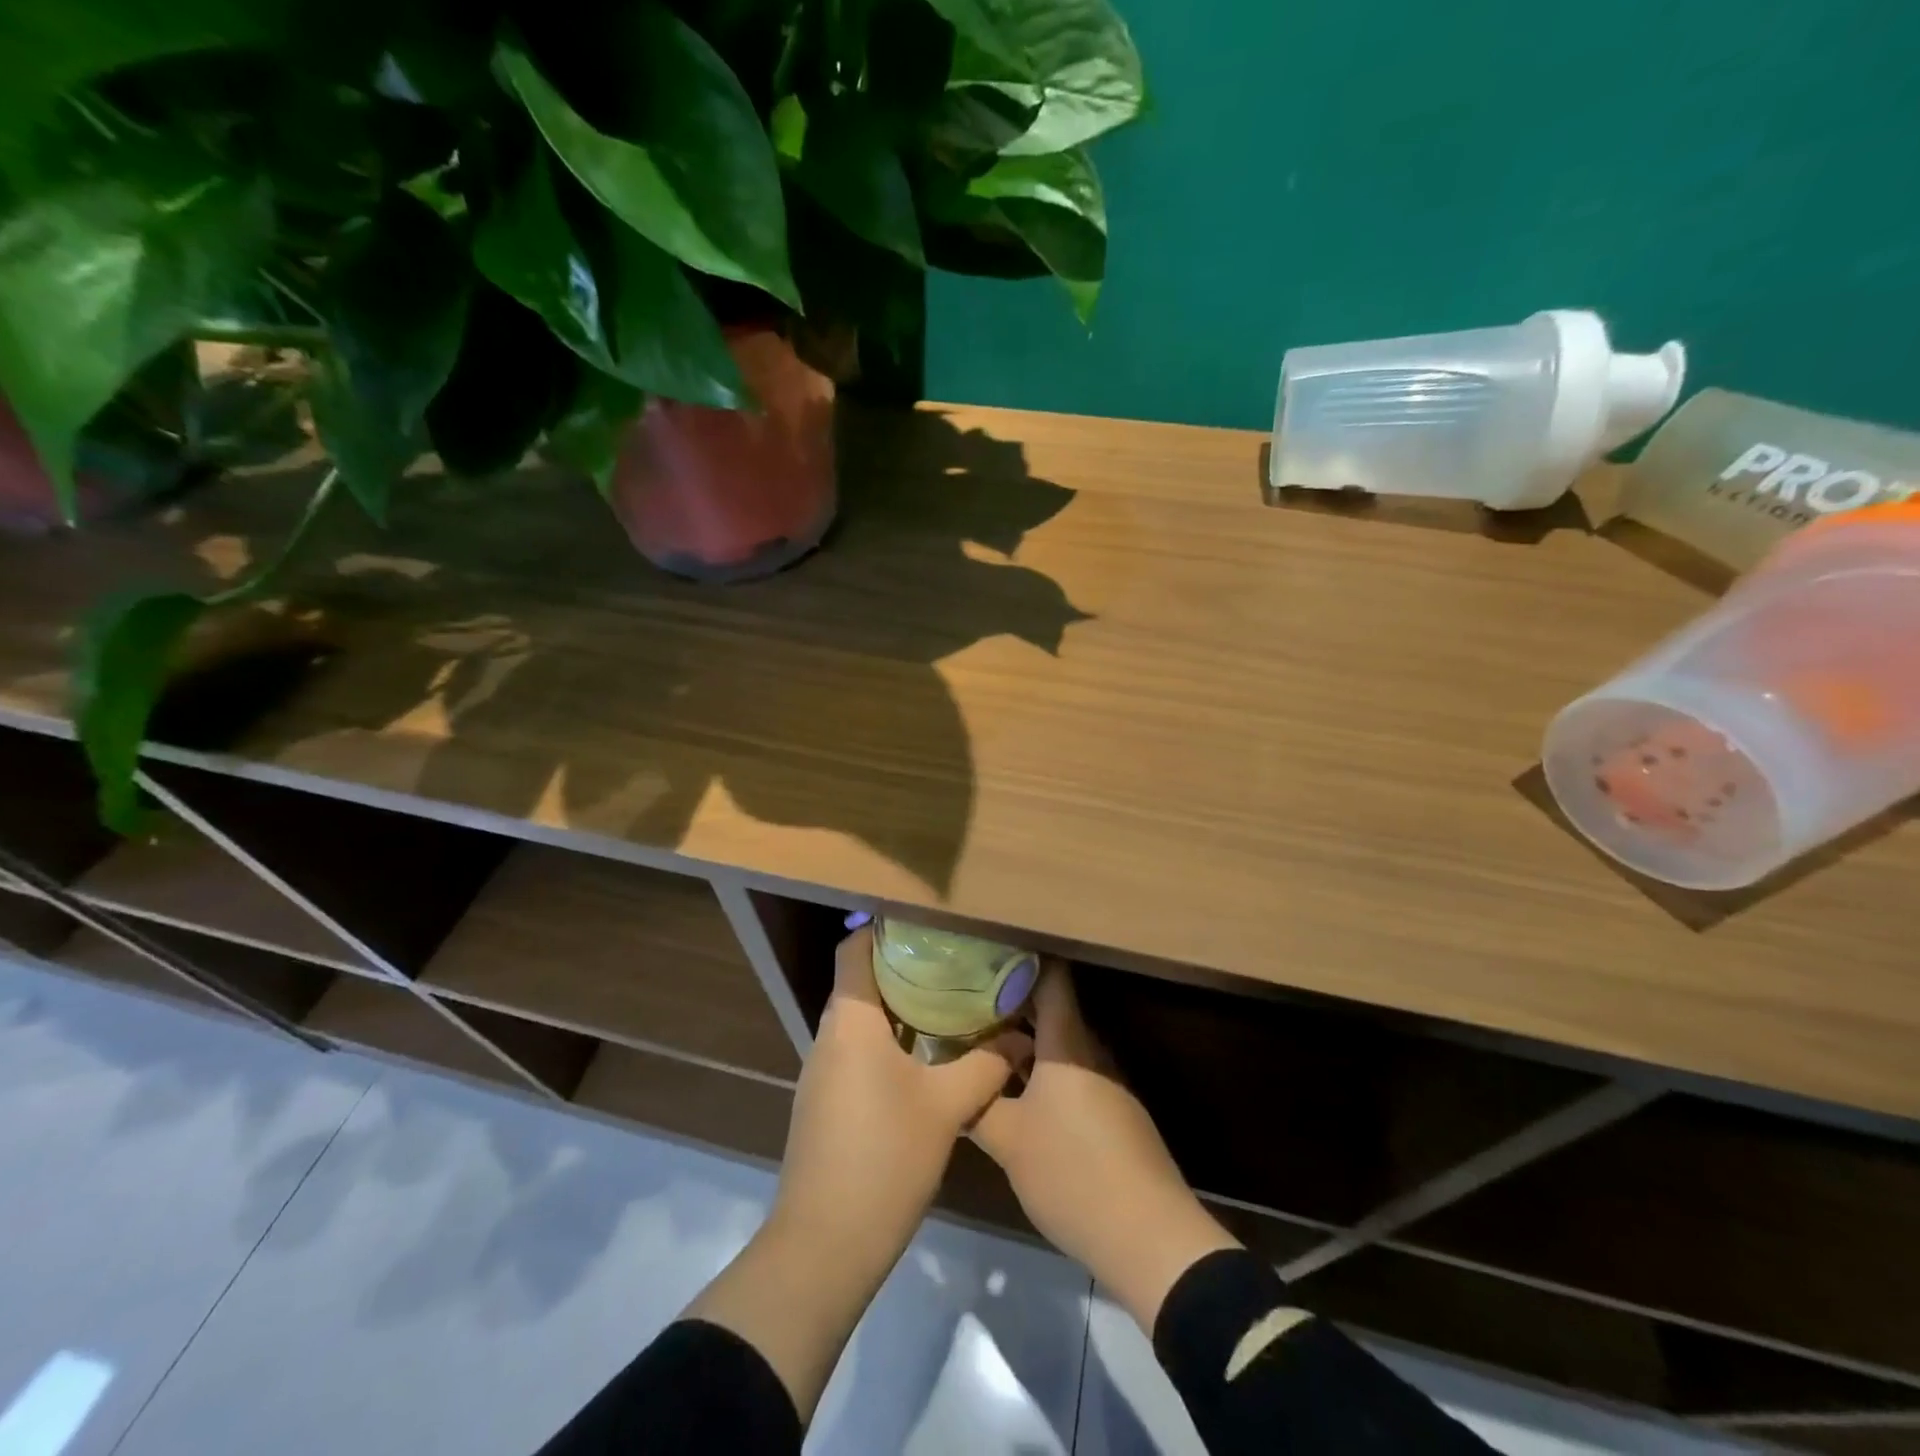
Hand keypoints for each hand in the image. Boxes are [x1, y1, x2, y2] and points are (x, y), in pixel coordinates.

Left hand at [685, 927, 1028, 1419]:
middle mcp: (829, 1037)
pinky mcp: (824, 1103)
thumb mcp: (946, 1108)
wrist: (823, 1246)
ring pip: (861, 1020)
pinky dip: (890, 1042)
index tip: (930, 925)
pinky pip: (857, 1052)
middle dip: (906, 968)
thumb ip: (986, 1064)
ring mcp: (822, 1073)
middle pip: (861, 982)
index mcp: (850, 1022)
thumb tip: (1022, 1037)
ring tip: (951, 1002)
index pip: (855, 949)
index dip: (886, 928)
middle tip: (957, 962)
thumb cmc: (884, 1159)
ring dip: (900, 1008)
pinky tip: (927, 1058)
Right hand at [971, 965, 1239, 1331]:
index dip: (1021, 960)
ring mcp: (1107, 1082)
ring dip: (1024, 1042)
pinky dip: (1042, 1071)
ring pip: (1059, 1046)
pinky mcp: (1114, 1112)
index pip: (1050, 978)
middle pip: (1051, 1011)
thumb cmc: (1072, 1172)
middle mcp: (1090, 1051)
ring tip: (981, 1044)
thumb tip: (953, 1081)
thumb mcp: (1009, 1141)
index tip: (985, 953)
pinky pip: (1071, 1074)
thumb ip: (977, 1105)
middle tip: (965, 1003)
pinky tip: (1015, 1091)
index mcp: (1067, 1043)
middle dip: (1010, 1005)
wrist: (1148, 1237)